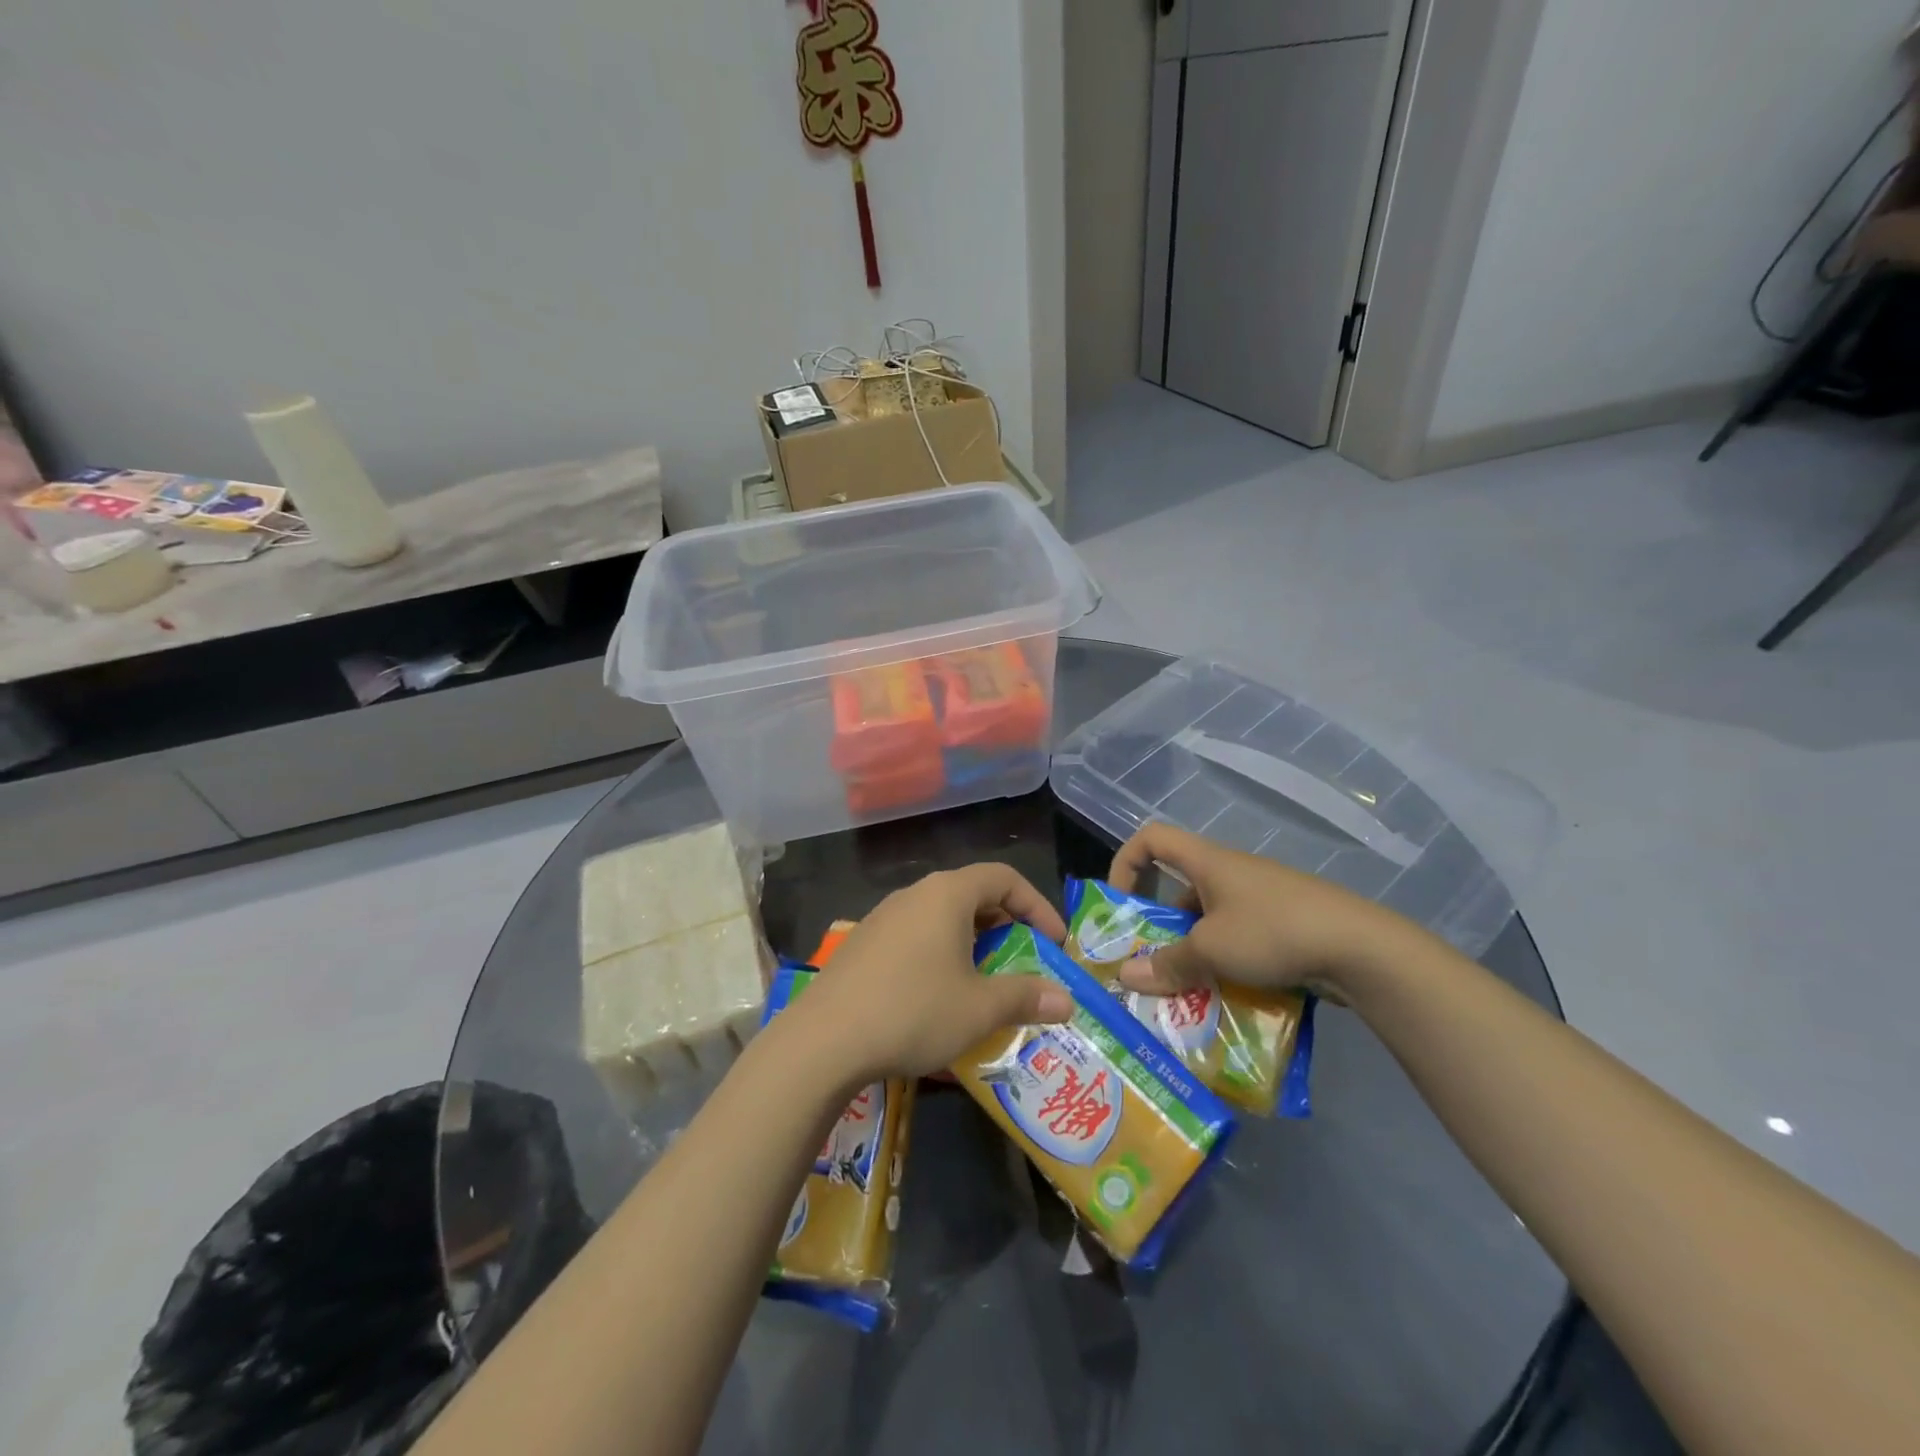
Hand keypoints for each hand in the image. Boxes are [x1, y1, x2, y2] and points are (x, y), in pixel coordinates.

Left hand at [794, 864, 1074, 1081]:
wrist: (824, 1040)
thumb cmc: (913, 1011)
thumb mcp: (979, 1009)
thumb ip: (1025, 998)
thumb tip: (1066, 1001)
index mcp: (947, 894)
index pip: (1004, 878)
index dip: (1037, 905)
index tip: (1055, 943)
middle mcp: (914, 894)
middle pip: (972, 894)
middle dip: (1006, 925)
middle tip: (1024, 961)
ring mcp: (883, 917)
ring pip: (942, 917)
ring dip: (972, 942)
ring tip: (985, 980)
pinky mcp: (863, 944)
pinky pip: (915, 936)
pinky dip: (941, 953)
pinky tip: (939, 994)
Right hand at [1107, 823, 1410, 1001]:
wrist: (1361, 948)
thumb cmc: (1273, 932)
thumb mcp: (1211, 950)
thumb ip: (1167, 964)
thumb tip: (1125, 976)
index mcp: (1207, 862)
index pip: (1151, 837)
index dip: (1126, 861)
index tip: (1120, 900)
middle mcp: (1230, 872)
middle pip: (1178, 886)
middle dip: (1158, 923)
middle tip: (1148, 960)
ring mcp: (1260, 898)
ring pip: (1209, 918)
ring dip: (1192, 949)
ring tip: (1185, 989)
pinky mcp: (1284, 923)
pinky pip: (1238, 937)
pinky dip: (1224, 961)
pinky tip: (1225, 995)